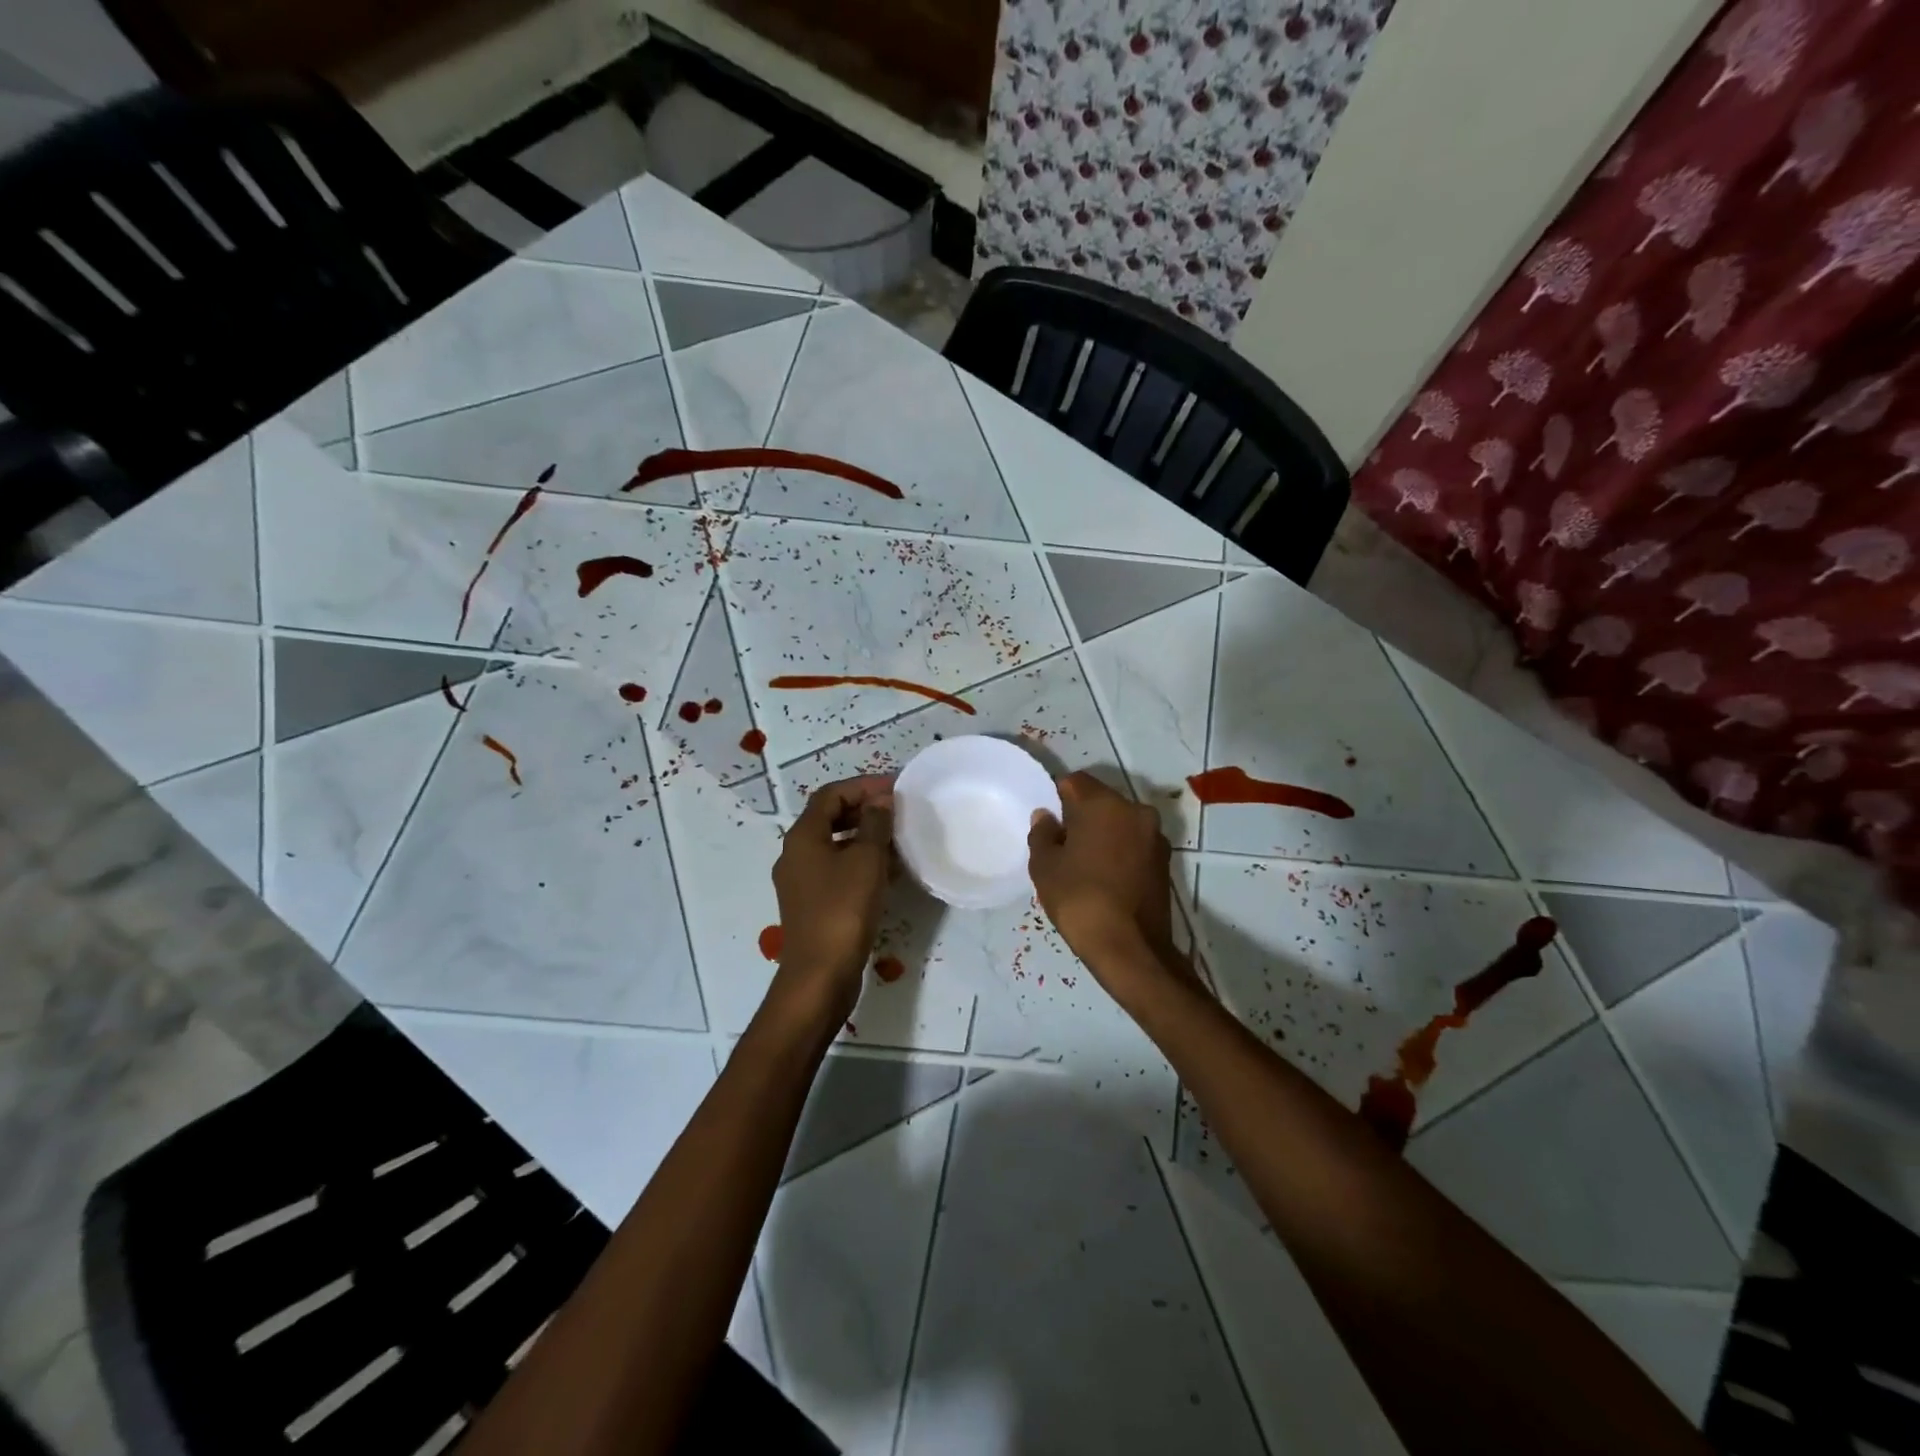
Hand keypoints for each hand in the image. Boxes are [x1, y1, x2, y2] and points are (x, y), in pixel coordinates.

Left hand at [770, 775, 894, 1017]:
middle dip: (864, 810)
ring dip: (864, 837)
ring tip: (898, 839)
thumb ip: (875, 825)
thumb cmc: (843, 909)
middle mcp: (795, 854)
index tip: (895, 788)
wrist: (820, 975)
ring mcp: (801, 882)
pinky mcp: (812, 905)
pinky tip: (887, 872)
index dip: (863, 786)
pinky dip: (860, 862)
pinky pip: (837, 870)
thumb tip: (880, 801)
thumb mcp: (866, 860)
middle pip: (829, 818)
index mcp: (802, 837)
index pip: (831, 795)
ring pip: (834, 845)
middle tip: (898, 811)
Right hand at [1028, 772, 1179, 976]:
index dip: (1057, 796)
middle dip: (1081, 815)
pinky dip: (1119, 851)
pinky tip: (1105, 877)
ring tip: (1084, 863)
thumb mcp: (1045, 867)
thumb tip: (1046, 816)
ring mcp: (1155, 836)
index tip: (1048, 822)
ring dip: (1103, 833)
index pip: (1075, 781)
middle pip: (1100, 800)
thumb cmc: (1080, 900)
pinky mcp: (1165, 861)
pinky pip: (1134, 843)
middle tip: (1062, 844)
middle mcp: (1135, 810)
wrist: (1132, 949)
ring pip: (1120, 822)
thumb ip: (1042, 834)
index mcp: (1104, 804)